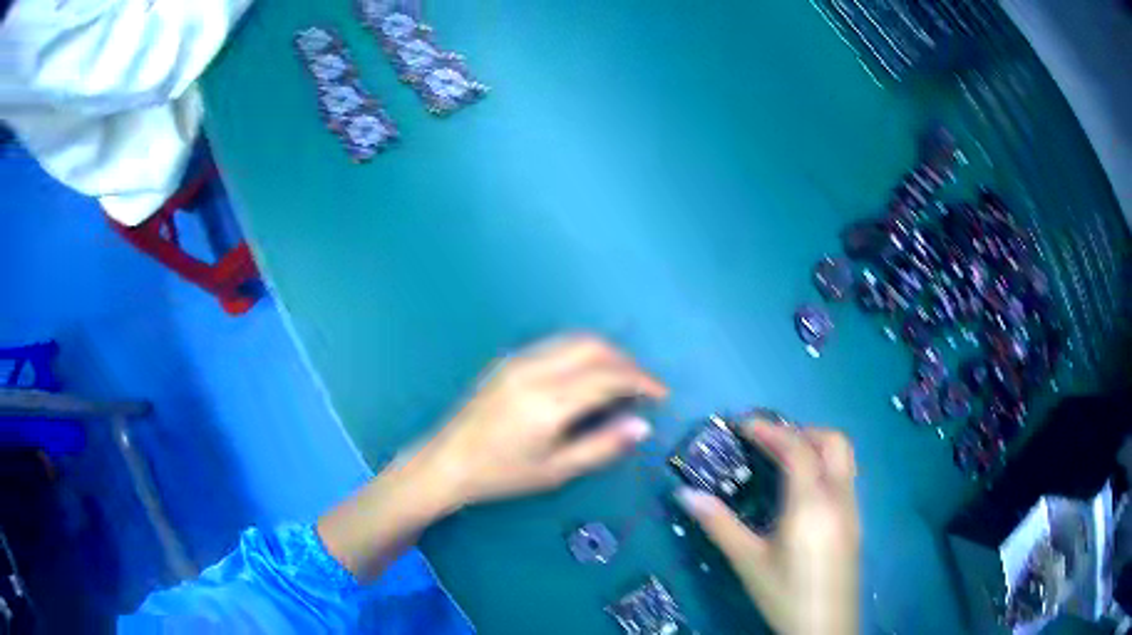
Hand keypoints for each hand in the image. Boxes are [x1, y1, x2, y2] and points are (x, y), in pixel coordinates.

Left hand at [414, 334, 667, 508]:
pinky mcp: (509, 359)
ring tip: (622, 381)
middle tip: (644, 387)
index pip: (609, 376)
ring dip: (607, 353)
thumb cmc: (501, 475)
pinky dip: (583, 353)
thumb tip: (642, 426)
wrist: (446, 462)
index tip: (661, 394)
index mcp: (549, 400)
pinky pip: (557, 345)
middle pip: (595, 346)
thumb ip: (602, 446)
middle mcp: (536, 369)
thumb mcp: (556, 471)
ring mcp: (519, 359)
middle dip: (628, 362)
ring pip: (575, 340)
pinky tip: (588, 377)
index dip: (642, 381)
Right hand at [677, 421, 860, 634]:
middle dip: (801, 431)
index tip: (743, 426)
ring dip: (816, 445)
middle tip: (768, 441)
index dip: (771, 430)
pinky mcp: (856, 519)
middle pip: (832, 441)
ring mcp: (852, 507)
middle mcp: (838, 497)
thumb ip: (719, 525)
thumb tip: (685, 494)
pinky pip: (845, 475)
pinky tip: (803, 489)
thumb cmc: (784, 594)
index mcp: (810, 505)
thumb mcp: (748, 562)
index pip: (797, 449)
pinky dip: (825, 464)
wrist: (825, 626)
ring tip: (784, 458)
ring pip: (844, 456)